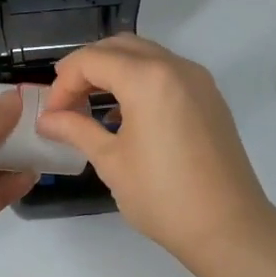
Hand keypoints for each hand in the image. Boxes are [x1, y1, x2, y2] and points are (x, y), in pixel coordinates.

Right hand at [37, 36, 273, 267]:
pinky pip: (166, 71)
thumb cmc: (163, 196)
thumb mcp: (111, 161)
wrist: (229, 228)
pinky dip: (139, 79)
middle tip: (66, 101)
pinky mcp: (209, 96)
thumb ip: (76, 129)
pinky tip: (125, 113)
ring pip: (144, 54)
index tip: (52, 114)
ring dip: (113, 70)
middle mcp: (175, 66)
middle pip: (118, 47)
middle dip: (86, 68)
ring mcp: (197, 79)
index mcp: (147, 78)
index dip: (63, 83)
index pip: (92, 60)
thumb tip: (46, 119)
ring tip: (91, 104)